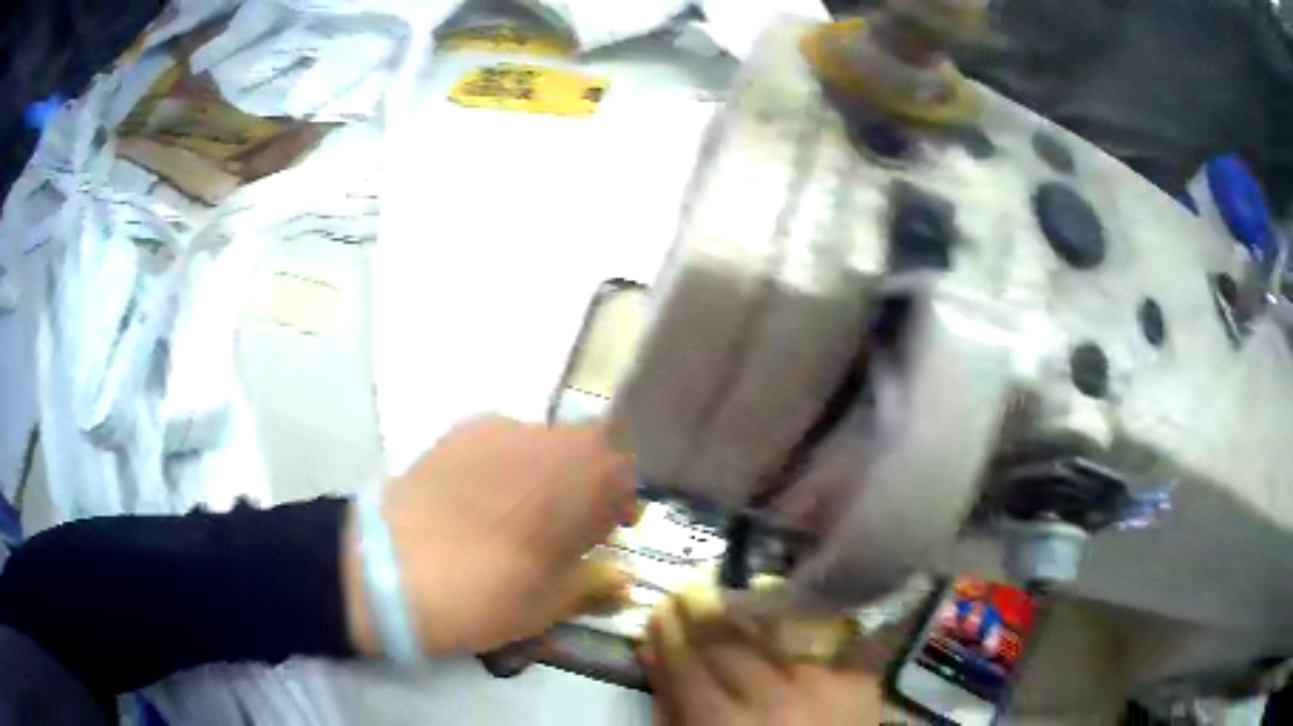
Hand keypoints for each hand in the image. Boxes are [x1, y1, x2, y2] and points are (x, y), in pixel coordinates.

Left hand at [343, 416, 636, 655]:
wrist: (390, 570)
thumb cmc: (484, 592)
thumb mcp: (548, 604)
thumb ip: (594, 584)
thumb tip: (625, 581)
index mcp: (578, 479)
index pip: (624, 468)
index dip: (622, 499)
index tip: (612, 530)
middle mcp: (544, 440)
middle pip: (586, 444)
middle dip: (587, 480)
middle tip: (568, 524)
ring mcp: (496, 430)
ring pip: (542, 441)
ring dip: (547, 470)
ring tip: (520, 512)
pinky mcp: (456, 433)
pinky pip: (500, 440)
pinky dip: (506, 462)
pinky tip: (481, 499)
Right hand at [642, 596, 883, 725]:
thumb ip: (670, 708)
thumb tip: (650, 654)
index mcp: (724, 724)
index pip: (687, 664)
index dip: (669, 633)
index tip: (660, 609)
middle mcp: (775, 698)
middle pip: (727, 641)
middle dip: (701, 613)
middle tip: (688, 593)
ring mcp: (823, 683)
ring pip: (772, 632)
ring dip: (744, 615)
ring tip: (726, 601)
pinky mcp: (858, 678)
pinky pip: (816, 642)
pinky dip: (792, 633)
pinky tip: (780, 623)